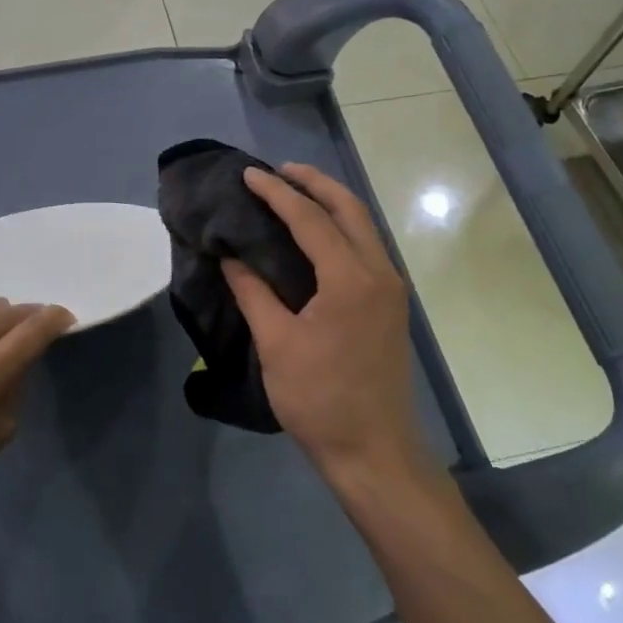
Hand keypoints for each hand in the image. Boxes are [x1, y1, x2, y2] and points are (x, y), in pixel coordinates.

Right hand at [223, 165, 433, 489]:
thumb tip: (231, 255)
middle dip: (314, 183)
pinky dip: (341, 229)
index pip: (310, 219)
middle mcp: (379, 273)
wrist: (374, 451)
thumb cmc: (320, 400)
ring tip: (294, 193)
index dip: (277, 193)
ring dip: (331, 203)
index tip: (248, 174)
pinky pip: (367, 248)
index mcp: (350, 279)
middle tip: (278, 171)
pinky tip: (317, 235)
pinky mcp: (391, 305)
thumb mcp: (277, 344)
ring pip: (364, 227)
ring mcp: (391, 289)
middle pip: (349, 209)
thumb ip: (253, 292)